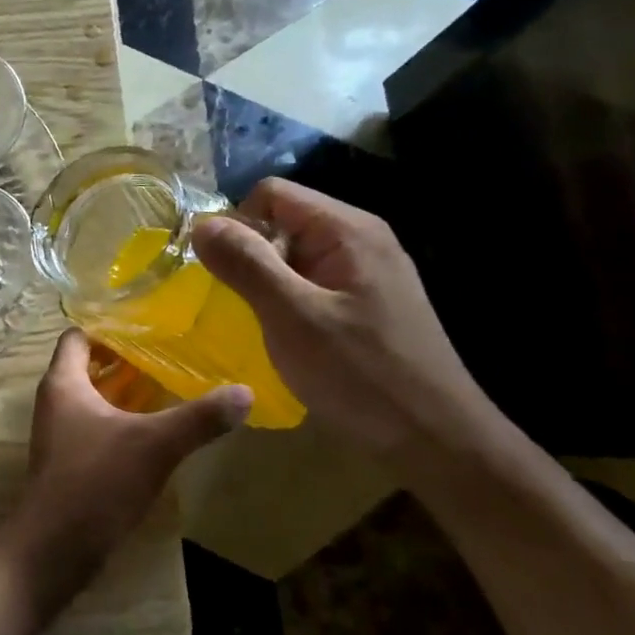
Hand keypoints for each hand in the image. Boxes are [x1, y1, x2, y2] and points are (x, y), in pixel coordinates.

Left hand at [17, 330, 249, 558]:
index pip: (77, 336)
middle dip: (124, 358)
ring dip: (124, 391)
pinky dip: (120, 420)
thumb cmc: (97, 481)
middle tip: (167, 351)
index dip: (107, 326)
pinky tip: (154, 429)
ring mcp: (59, 434)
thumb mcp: (154, 445)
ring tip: (168, 384)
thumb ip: (199, 418)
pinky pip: (95, 426)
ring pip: (92, 398)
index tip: (146, 323)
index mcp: (63, 383)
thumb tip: (245, 392)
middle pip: (87, 366)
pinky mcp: (69, 461)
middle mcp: (55, 402)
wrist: (55, 546)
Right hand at [191, 178, 496, 456]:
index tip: (220, 272)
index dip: (236, 224)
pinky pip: (309, 282)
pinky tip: (284, 336)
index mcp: (348, 231)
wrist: (434, 440)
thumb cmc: (360, 374)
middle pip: (282, 221)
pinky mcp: (365, 303)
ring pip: (292, 255)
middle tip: (236, 303)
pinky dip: (285, 301)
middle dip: (249, 255)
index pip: (271, 194)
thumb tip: (200, 224)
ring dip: (264, 281)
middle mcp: (360, 240)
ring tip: (256, 323)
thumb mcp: (292, 317)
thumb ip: (247, 264)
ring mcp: (365, 273)